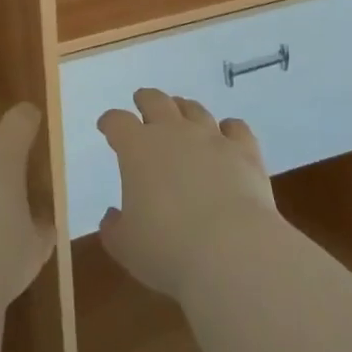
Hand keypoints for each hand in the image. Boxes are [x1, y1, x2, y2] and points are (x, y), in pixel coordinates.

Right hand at [97, 88, 277, 298]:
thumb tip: (112, 216)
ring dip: (184, 109)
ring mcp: (211, 138)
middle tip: (142, 103)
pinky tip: (228, 135)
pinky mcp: (244, 152)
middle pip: (156, 101)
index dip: (110, 122)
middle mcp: (173, 132)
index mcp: (137, 148)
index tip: (107, 126)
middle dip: (146, 100)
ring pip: (194, 109)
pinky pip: (236, 128)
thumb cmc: (168, 250)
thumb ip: (114, 228)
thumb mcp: (127, 247)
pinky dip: (229, 129)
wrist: (232, 252)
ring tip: (182, 114)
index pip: (117, 122)